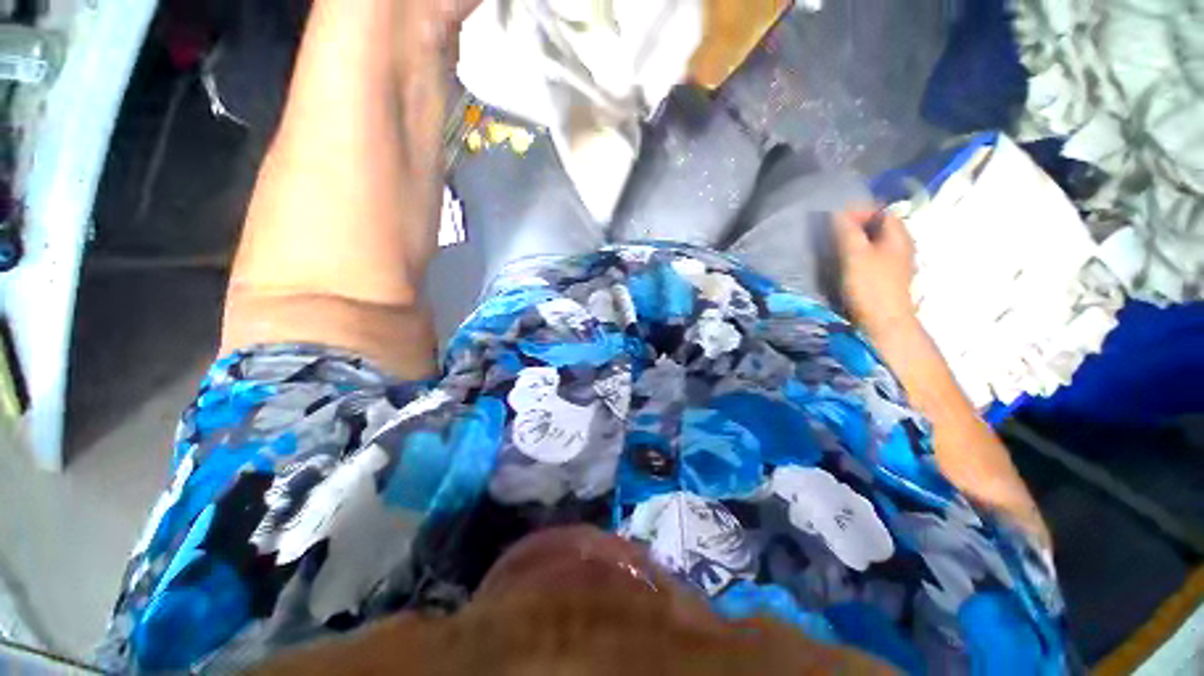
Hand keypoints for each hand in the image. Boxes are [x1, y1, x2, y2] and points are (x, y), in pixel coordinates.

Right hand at [833, 209, 917, 340]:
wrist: (883, 323)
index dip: (858, 211)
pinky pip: (868, 257)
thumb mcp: (855, 254)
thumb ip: (845, 230)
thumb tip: (835, 211)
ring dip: (852, 241)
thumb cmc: (871, 286)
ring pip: (871, 243)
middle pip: (876, 227)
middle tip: (830, 233)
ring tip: (832, 247)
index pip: (880, 211)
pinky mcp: (884, 278)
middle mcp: (900, 245)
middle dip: (853, 226)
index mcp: (898, 235)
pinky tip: (841, 264)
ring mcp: (893, 263)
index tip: (834, 218)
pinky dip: (854, 255)